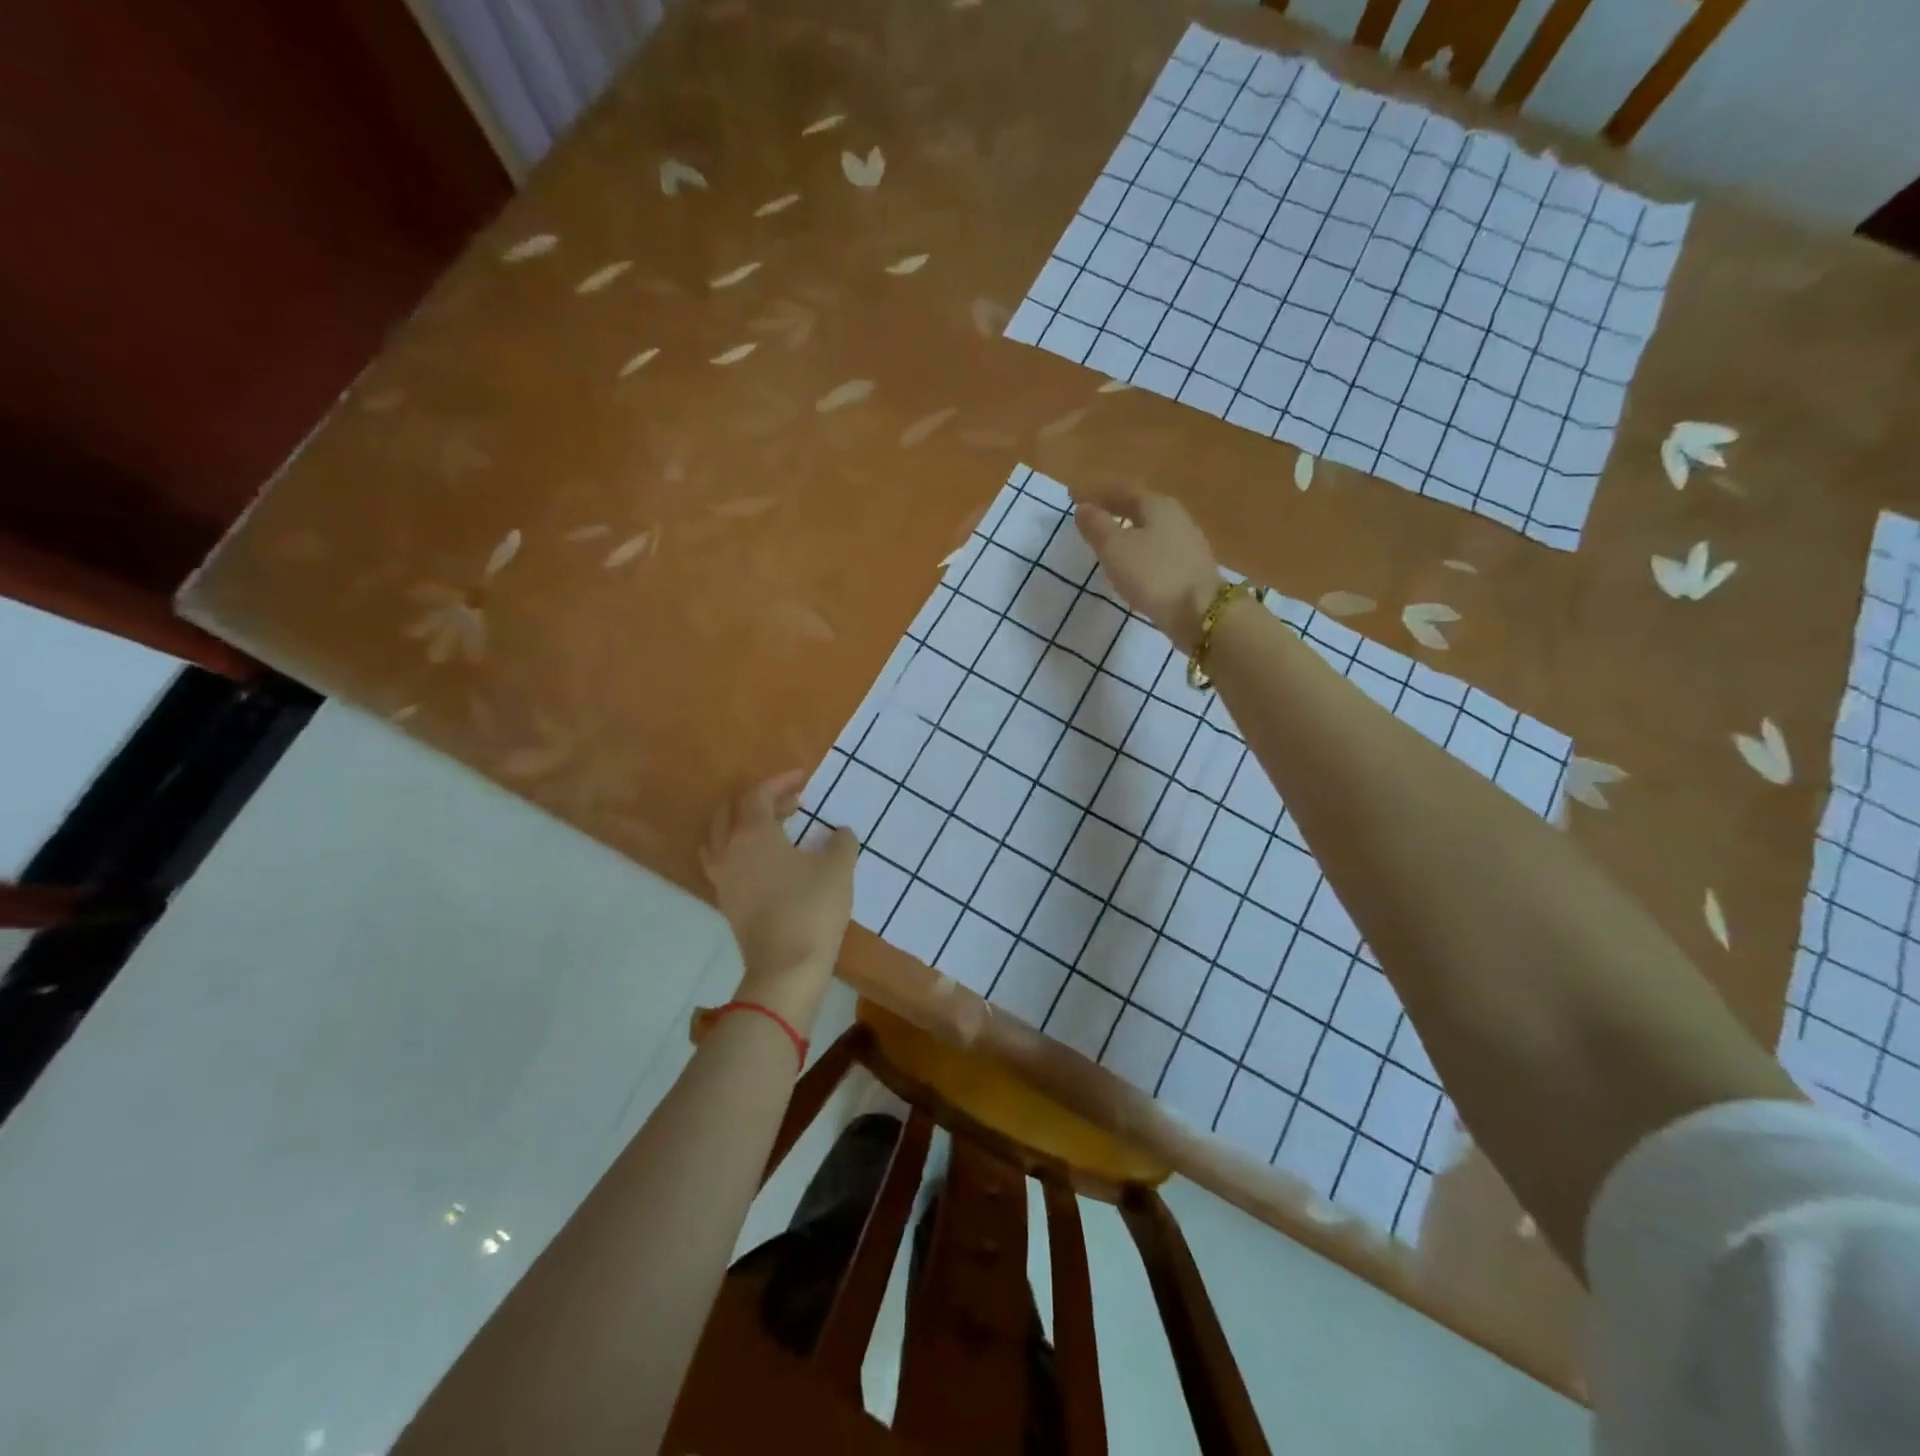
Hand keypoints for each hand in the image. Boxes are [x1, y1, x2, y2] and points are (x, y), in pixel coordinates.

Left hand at [700, 771, 857, 1029]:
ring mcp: (723, 878)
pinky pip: (724, 861)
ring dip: (743, 824)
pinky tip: (767, 861)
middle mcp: (729, 850)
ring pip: (720, 837)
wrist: (786, 967)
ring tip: (774, 829)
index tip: (804, 779)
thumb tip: (839, 833)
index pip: (758, 795)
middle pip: (732, 811)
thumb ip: (840, 842)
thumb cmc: (812, 909)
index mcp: (752, 834)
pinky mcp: (726, 901)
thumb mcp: (838, 869)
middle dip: (761, 800)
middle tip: (793, 803)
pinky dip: (740, 849)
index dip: (780, 782)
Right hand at [1074, 488, 1222, 652]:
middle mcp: (1176, 517)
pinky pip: (1157, 550)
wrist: (1200, 612)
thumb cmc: (1152, 574)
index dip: (1094, 492)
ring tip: (1107, 541)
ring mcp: (1186, 543)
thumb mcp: (1115, 548)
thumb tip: (1083, 508)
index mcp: (1157, 505)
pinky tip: (1131, 565)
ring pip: (1149, 529)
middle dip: (1113, 509)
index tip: (1072, 495)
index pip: (1120, 491)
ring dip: (1126, 530)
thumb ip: (1096, 526)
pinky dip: (1139, 551)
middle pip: (1139, 507)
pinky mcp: (1190, 568)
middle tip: (1090, 516)